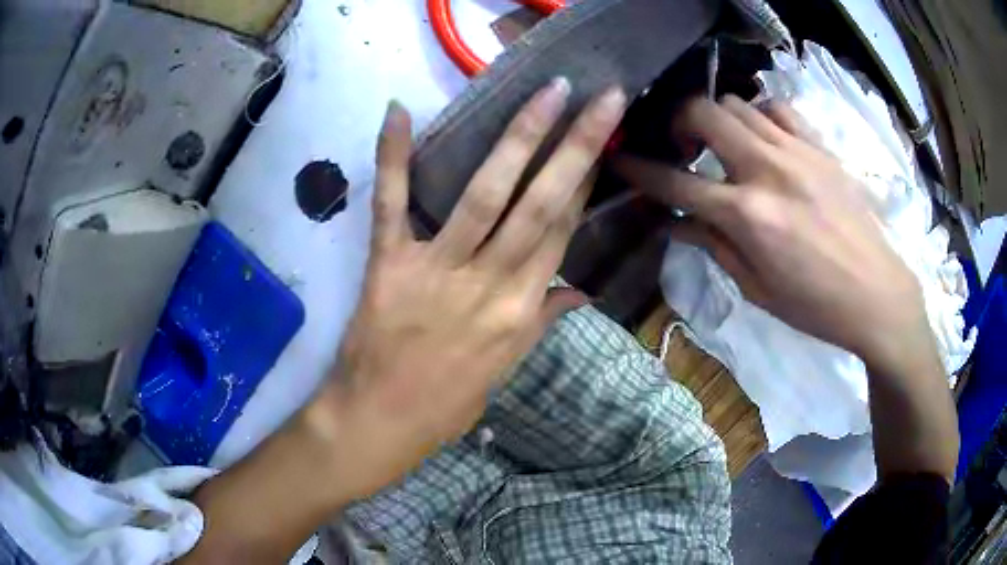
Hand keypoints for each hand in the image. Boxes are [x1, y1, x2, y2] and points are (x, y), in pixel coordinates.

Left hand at [307, 79, 626, 500]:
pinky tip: (399, 112)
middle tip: (603, 97)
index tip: (606, 137)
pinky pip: (393, 205)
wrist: (381, 422)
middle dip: (578, 145)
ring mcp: (438, 271)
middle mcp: (491, 284)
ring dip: (518, 138)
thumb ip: (542, 321)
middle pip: (543, 204)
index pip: (563, 230)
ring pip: (486, 195)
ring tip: (546, 93)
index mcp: (522, 310)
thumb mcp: (506, 368)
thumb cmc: (446, 402)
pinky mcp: (389, 266)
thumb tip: (580, 292)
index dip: (586, 179)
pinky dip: (393, 158)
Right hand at [618, 95, 956, 481]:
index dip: (641, 171)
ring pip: (738, 103)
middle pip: (704, 114)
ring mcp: (797, 151)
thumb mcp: (757, 289)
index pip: (677, 184)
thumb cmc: (816, 306)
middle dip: (678, 122)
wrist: (877, 295)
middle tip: (682, 146)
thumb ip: (715, 247)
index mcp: (748, 216)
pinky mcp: (820, 147)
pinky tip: (762, 137)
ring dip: (719, 118)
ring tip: (723, 143)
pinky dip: (759, 114)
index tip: (622, 161)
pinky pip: (778, 108)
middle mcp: (767, 170)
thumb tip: (677, 223)